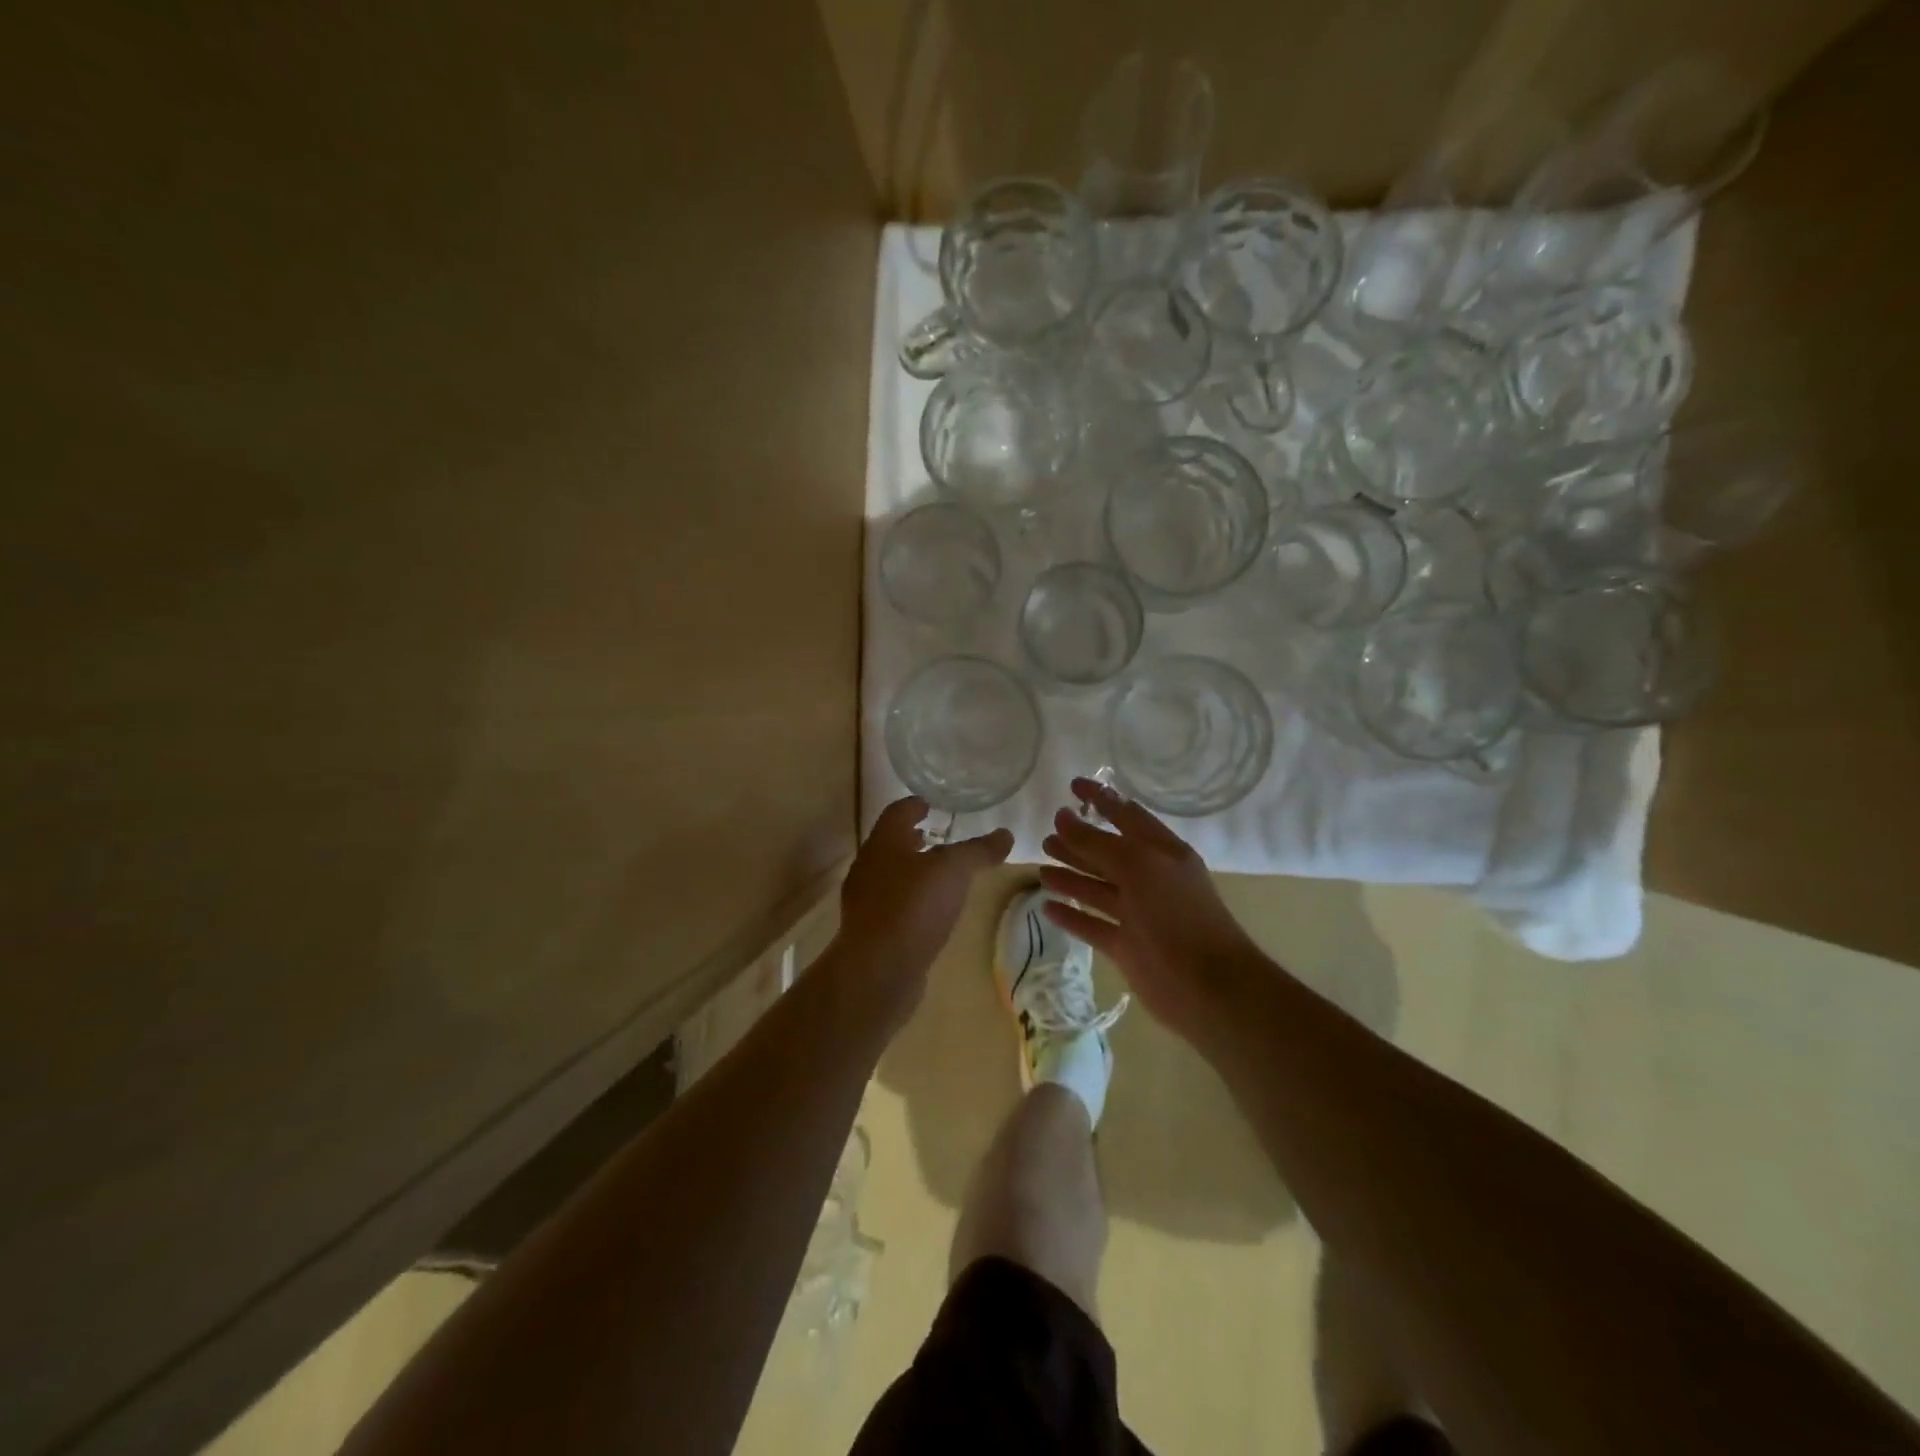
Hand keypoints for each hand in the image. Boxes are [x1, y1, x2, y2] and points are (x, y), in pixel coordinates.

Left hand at [831, 797, 1012, 1027]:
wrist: (878, 970)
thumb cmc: (914, 907)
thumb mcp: (954, 871)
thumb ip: (978, 851)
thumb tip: (1005, 833)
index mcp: (884, 843)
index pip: (897, 812)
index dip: (914, 805)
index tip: (930, 803)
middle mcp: (868, 866)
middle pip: (890, 843)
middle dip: (912, 838)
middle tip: (936, 835)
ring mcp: (865, 901)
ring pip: (890, 874)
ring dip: (911, 869)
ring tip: (938, 874)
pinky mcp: (870, 931)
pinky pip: (892, 904)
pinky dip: (910, 898)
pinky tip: (929, 910)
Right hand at [1040, 777, 1263, 1041]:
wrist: (1207, 986)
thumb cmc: (1176, 914)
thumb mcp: (1138, 866)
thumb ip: (1097, 842)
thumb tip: (1062, 817)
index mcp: (1162, 852)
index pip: (1127, 815)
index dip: (1101, 799)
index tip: (1072, 786)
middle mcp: (1150, 878)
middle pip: (1108, 853)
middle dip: (1079, 841)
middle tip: (1047, 833)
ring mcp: (1138, 914)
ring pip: (1098, 889)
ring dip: (1071, 876)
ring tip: (1041, 866)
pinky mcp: (1127, 946)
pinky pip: (1093, 924)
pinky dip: (1072, 915)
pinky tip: (1047, 906)